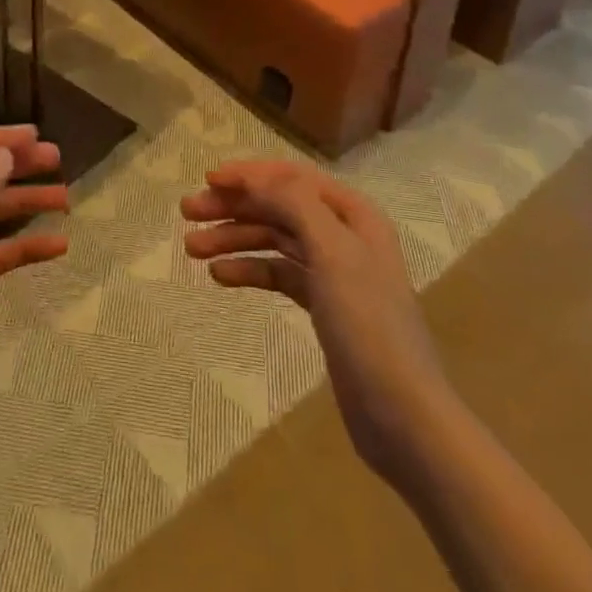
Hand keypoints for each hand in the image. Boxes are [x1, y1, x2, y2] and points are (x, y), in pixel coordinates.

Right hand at [182, 160, 446, 481]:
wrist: (403, 417)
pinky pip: (278, 274)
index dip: (249, 174)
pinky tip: (220, 276)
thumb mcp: (333, 252)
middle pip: (278, 206)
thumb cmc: (368, 325)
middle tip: (188, 212)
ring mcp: (333, 272)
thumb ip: (294, 203)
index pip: (292, 177)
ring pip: (274, 239)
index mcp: (352, 213)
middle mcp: (342, 234)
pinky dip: (250, 270)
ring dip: (234, 238)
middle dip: (233, 206)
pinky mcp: (323, 306)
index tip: (207, 180)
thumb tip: (254, 176)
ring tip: (192, 248)